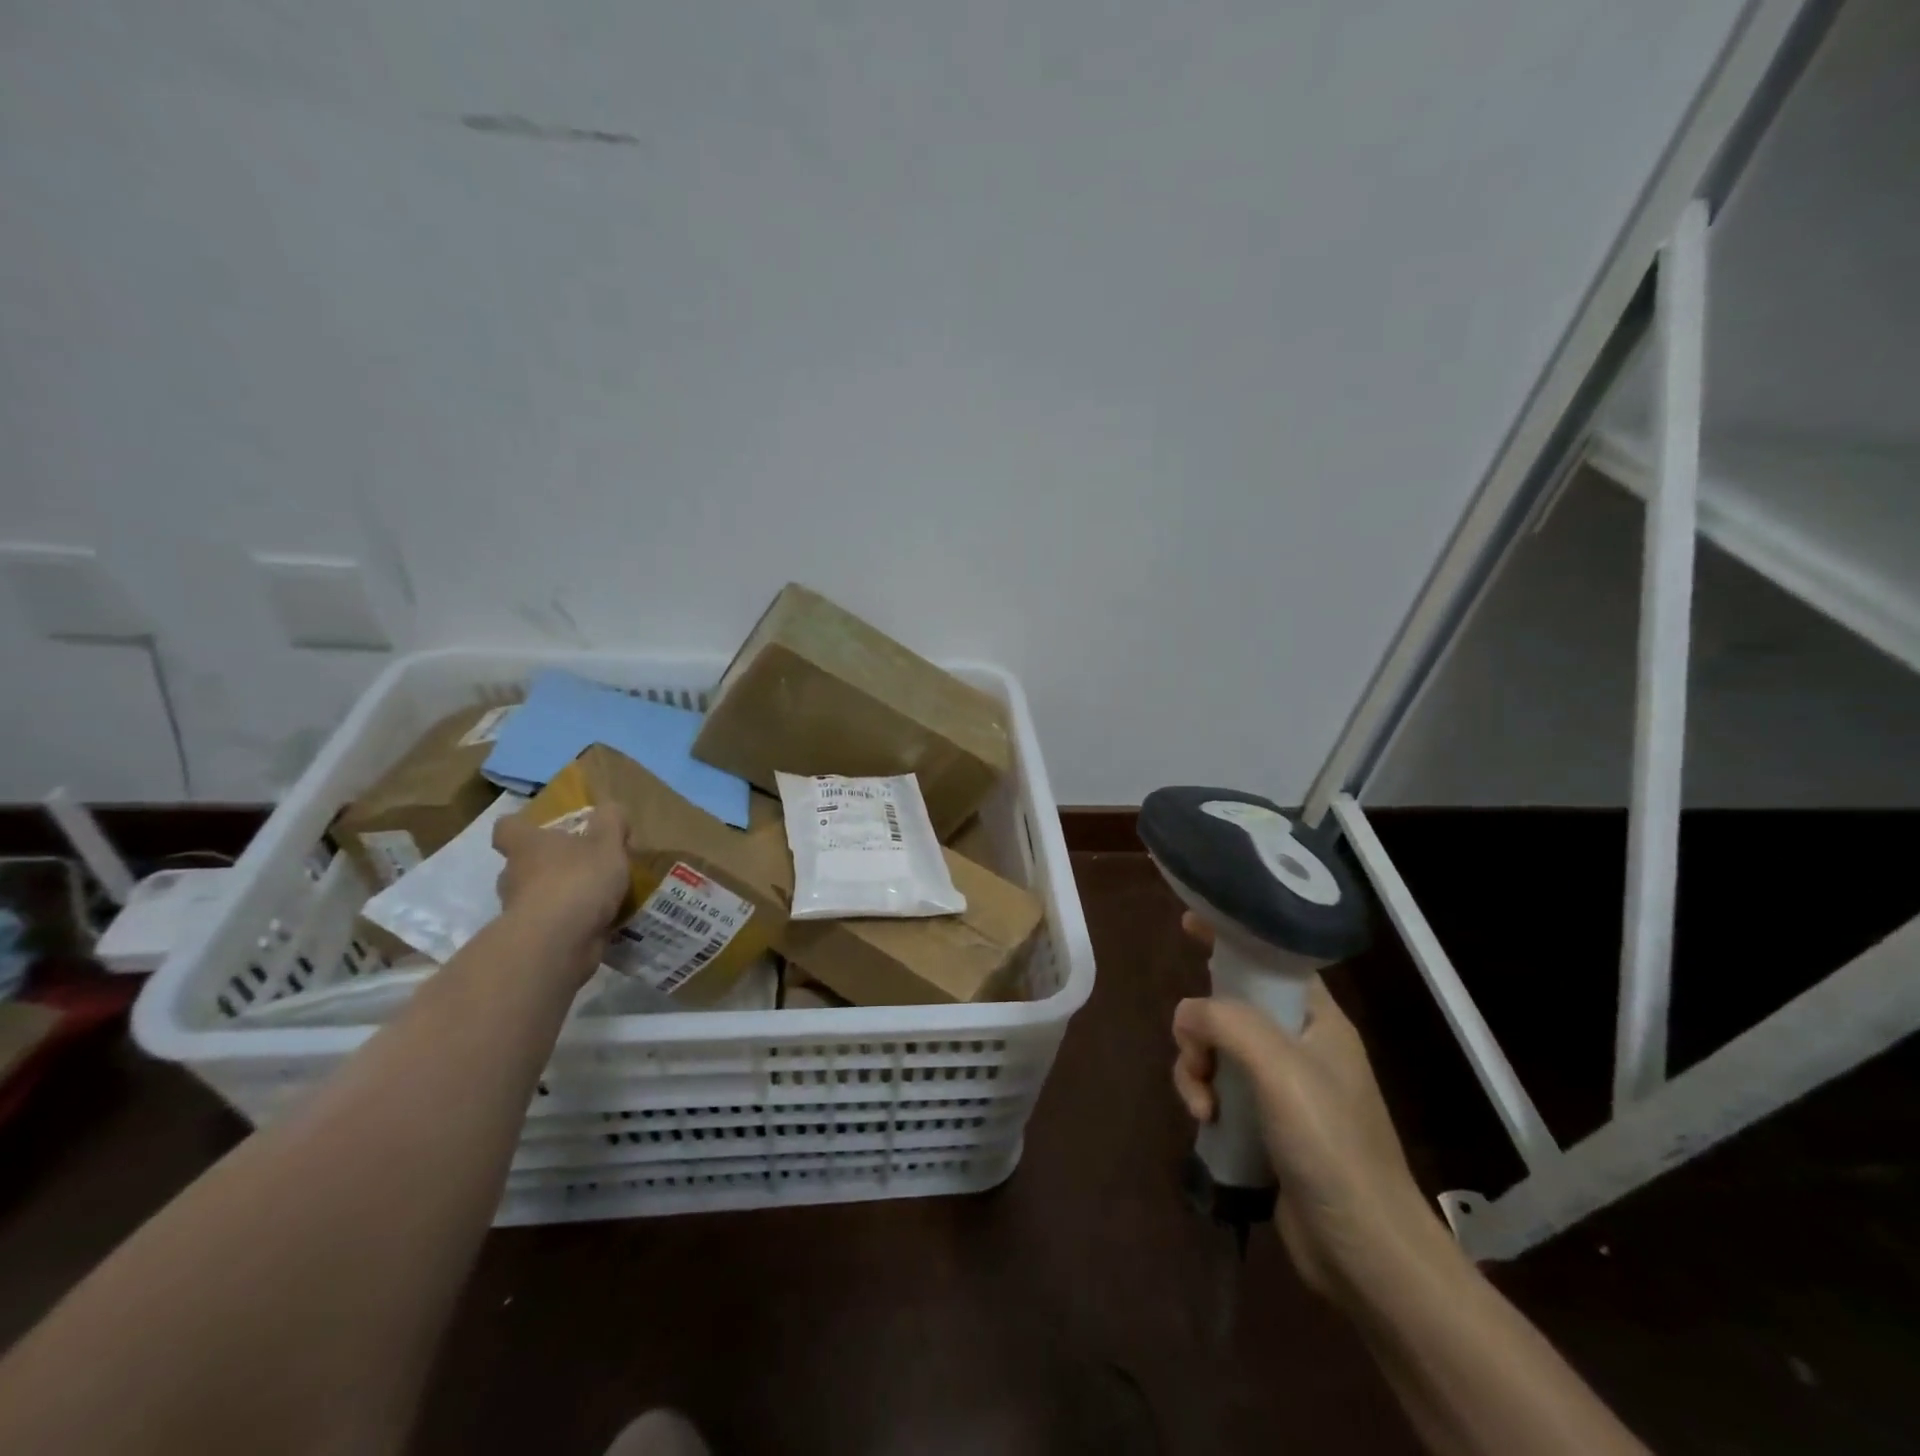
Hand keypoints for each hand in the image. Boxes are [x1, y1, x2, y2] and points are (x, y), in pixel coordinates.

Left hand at [493, 804, 632, 950]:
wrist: (558, 943)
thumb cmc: (578, 880)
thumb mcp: (607, 842)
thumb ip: (611, 822)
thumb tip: (610, 810)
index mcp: (527, 846)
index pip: (507, 828)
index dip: (521, 826)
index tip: (540, 829)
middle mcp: (514, 876)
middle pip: (521, 865)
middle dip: (548, 865)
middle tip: (582, 865)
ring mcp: (519, 911)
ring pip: (536, 897)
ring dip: (560, 896)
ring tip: (597, 897)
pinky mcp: (532, 940)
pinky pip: (552, 925)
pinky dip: (570, 923)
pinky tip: (600, 922)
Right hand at [1172, 913, 1442, 1300]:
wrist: (1363, 1249)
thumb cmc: (1330, 1144)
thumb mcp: (1279, 1068)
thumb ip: (1228, 1022)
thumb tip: (1186, 1015)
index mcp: (1318, 1020)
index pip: (1272, 959)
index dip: (1233, 937)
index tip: (1189, 923)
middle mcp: (1300, 1046)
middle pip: (1232, 1006)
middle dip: (1202, 1023)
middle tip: (1194, 1047)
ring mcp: (1281, 1087)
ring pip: (1216, 1050)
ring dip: (1196, 1067)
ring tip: (1201, 1102)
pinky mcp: (1264, 1124)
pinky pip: (1218, 1089)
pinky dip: (1202, 1097)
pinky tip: (1204, 1122)